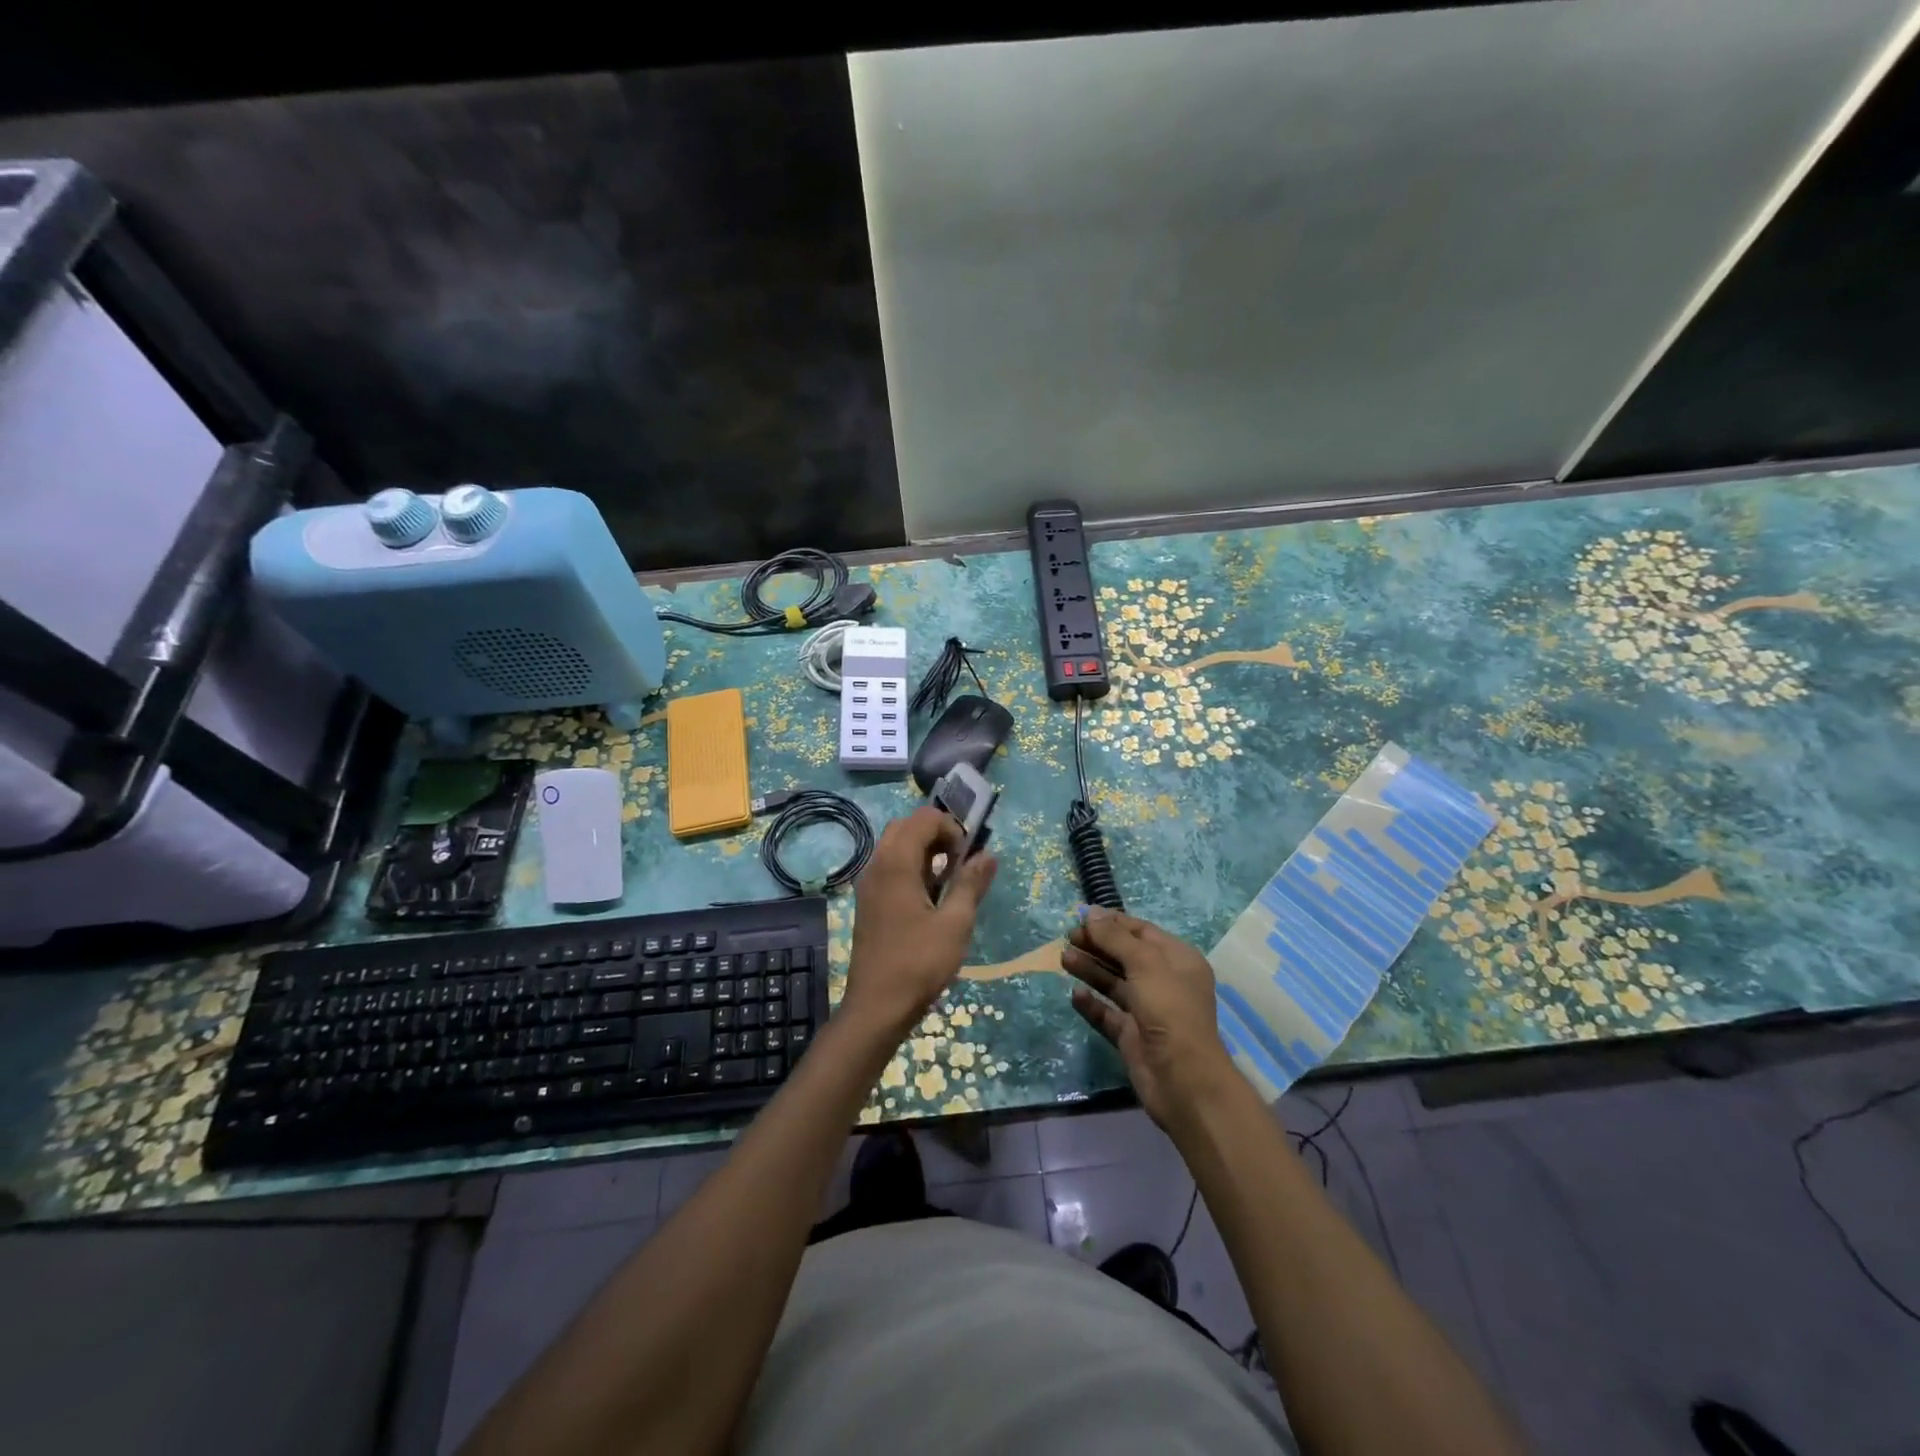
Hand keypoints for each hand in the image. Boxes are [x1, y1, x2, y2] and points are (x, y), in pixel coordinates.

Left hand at [844, 807, 997, 1034]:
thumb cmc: (919, 963)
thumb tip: (988, 854)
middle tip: (960, 862)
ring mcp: (869, 884)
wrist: (876, 1007)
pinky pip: (889, 867)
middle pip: (907, 827)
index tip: (968, 857)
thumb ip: (971, 884)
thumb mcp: (956, 924)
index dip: (951, 828)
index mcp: (896, 863)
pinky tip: (930, 897)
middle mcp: (877, 865)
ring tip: (949, 880)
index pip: (924, 819)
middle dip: (937, 835)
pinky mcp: (868, 902)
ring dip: (924, 851)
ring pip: (896, 846)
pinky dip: (911, 867)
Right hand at [1063, 907, 1237, 1128]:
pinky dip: (1092, 1003)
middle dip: (1098, 945)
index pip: (1142, 932)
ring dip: (1090, 969)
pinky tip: (1074, 994)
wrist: (1183, 1080)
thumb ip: (1115, 938)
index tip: (1082, 917)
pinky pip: (1107, 1013)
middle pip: (1125, 955)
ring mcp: (1148, 1010)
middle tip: (1068, 937)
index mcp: (1178, 960)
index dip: (1113, 923)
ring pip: (1114, 983)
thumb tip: (1091, 913)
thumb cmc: (1169, 1010)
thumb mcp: (1145, 964)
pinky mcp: (1132, 1036)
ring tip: (1064, 959)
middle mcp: (1164, 982)